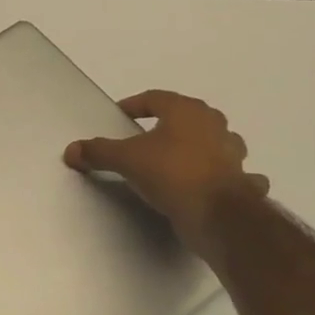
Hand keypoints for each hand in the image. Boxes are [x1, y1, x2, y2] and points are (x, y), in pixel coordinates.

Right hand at [64, 90, 269, 258]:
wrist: (217, 216)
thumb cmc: (171, 173)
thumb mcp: (126, 160)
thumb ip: (98, 152)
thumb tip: (71, 150)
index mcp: (186, 112)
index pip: (156, 98)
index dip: (135, 105)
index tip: (121, 115)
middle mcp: (214, 126)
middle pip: (189, 116)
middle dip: (170, 123)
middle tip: (149, 136)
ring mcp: (233, 154)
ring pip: (217, 141)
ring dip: (203, 146)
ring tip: (181, 158)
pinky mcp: (243, 182)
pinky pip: (236, 174)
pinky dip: (228, 176)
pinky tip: (217, 184)